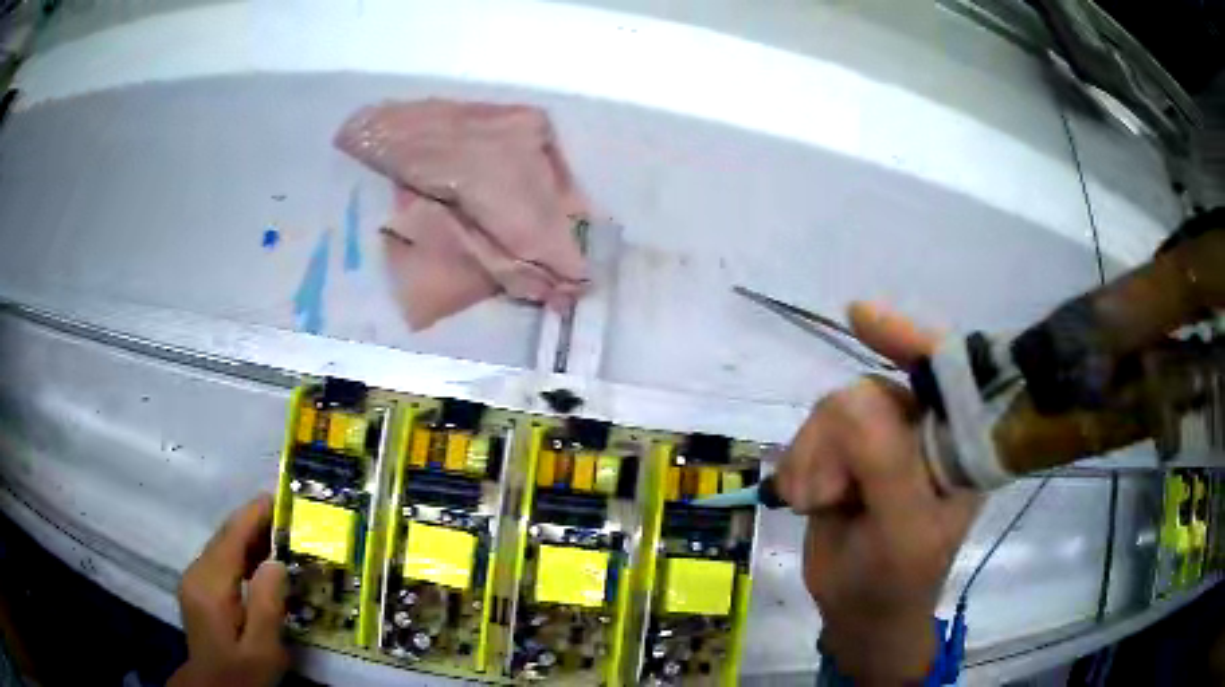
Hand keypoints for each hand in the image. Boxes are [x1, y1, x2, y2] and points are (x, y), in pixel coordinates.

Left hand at [169, 494, 288, 686]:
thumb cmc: (242, 673)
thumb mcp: (263, 650)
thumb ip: (267, 606)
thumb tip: (276, 562)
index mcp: (211, 587)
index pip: (231, 539)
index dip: (253, 516)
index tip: (278, 498)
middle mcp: (196, 574)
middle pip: (224, 538)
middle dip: (254, 523)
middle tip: (289, 519)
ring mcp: (193, 579)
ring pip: (221, 546)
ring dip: (248, 538)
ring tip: (280, 537)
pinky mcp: (197, 587)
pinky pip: (219, 559)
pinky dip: (240, 553)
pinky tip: (259, 562)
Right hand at [775, 303, 980, 684]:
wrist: (859, 611)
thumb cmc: (896, 578)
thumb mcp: (902, 530)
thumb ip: (888, 465)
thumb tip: (851, 397)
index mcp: (960, 444)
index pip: (946, 373)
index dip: (909, 339)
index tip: (858, 316)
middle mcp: (924, 431)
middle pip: (872, 392)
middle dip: (839, 440)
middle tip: (828, 493)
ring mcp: (884, 440)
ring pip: (835, 408)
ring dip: (813, 454)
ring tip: (812, 501)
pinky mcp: (847, 453)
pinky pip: (812, 429)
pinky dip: (798, 460)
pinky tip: (800, 496)